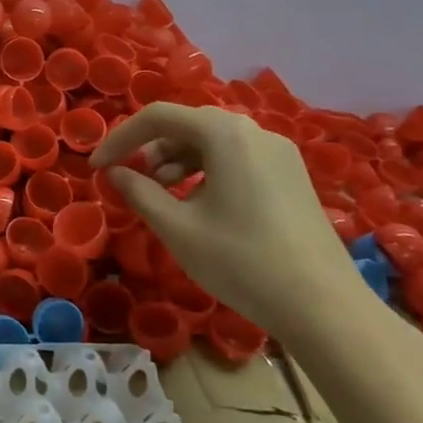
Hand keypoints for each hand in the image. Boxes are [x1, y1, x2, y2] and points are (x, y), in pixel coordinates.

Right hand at [92, 104, 369, 338]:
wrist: (324, 306)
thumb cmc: (241, 260)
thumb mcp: (176, 227)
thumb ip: (138, 191)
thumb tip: (115, 173)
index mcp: (224, 133)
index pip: (157, 116)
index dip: (120, 138)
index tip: (98, 166)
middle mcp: (253, 131)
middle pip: (187, 125)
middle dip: (150, 149)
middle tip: (130, 179)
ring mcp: (278, 152)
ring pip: (213, 141)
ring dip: (178, 160)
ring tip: (162, 195)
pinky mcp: (292, 175)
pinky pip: (237, 157)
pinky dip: (207, 170)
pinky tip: (199, 204)